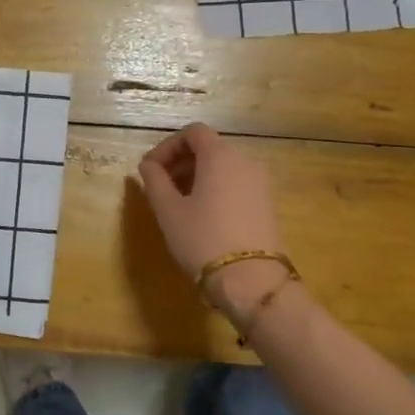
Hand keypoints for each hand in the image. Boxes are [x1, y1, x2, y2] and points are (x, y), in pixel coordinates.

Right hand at [136, 123, 287, 324]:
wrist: (251, 281)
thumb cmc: (202, 239)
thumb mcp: (169, 211)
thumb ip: (154, 181)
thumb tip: (148, 165)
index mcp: (220, 155)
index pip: (193, 132)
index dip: (167, 146)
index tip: (150, 169)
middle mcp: (244, 161)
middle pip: (209, 148)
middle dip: (181, 162)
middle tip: (159, 186)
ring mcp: (260, 183)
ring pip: (223, 167)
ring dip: (197, 176)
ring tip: (178, 203)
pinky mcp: (267, 204)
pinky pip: (236, 184)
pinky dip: (216, 189)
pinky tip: (202, 216)